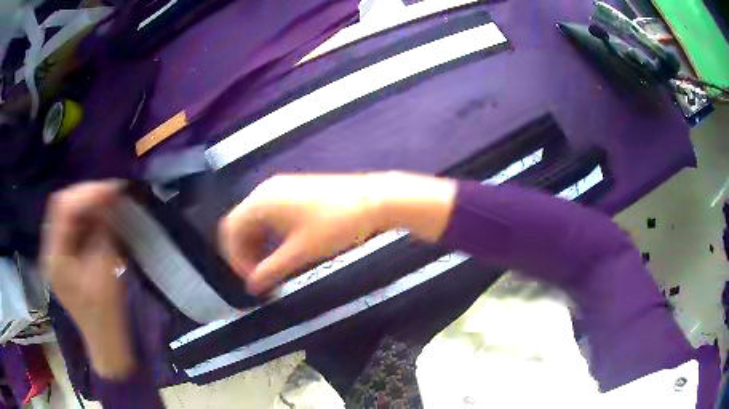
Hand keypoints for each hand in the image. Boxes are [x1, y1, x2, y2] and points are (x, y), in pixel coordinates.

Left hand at [41, 181, 135, 378]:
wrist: (106, 344)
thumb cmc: (106, 315)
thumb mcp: (106, 273)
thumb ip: (103, 233)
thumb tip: (109, 200)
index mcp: (55, 258)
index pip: (63, 210)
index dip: (87, 193)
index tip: (112, 188)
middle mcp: (50, 251)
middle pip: (61, 207)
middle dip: (86, 195)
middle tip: (111, 192)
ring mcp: (55, 254)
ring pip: (65, 214)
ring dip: (86, 204)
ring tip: (108, 201)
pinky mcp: (63, 258)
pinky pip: (71, 228)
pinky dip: (86, 218)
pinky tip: (100, 218)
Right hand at [219, 172, 455, 293]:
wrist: (372, 200)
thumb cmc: (334, 225)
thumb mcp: (300, 252)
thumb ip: (271, 270)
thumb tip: (253, 286)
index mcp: (261, 202)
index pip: (230, 230)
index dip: (235, 258)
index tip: (250, 279)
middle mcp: (266, 191)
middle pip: (240, 224)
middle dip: (245, 252)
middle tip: (260, 275)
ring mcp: (281, 189)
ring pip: (255, 220)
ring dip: (257, 244)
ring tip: (270, 266)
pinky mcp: (294, 191)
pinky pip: (270, 214)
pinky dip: (269, 234)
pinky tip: (282, 249)